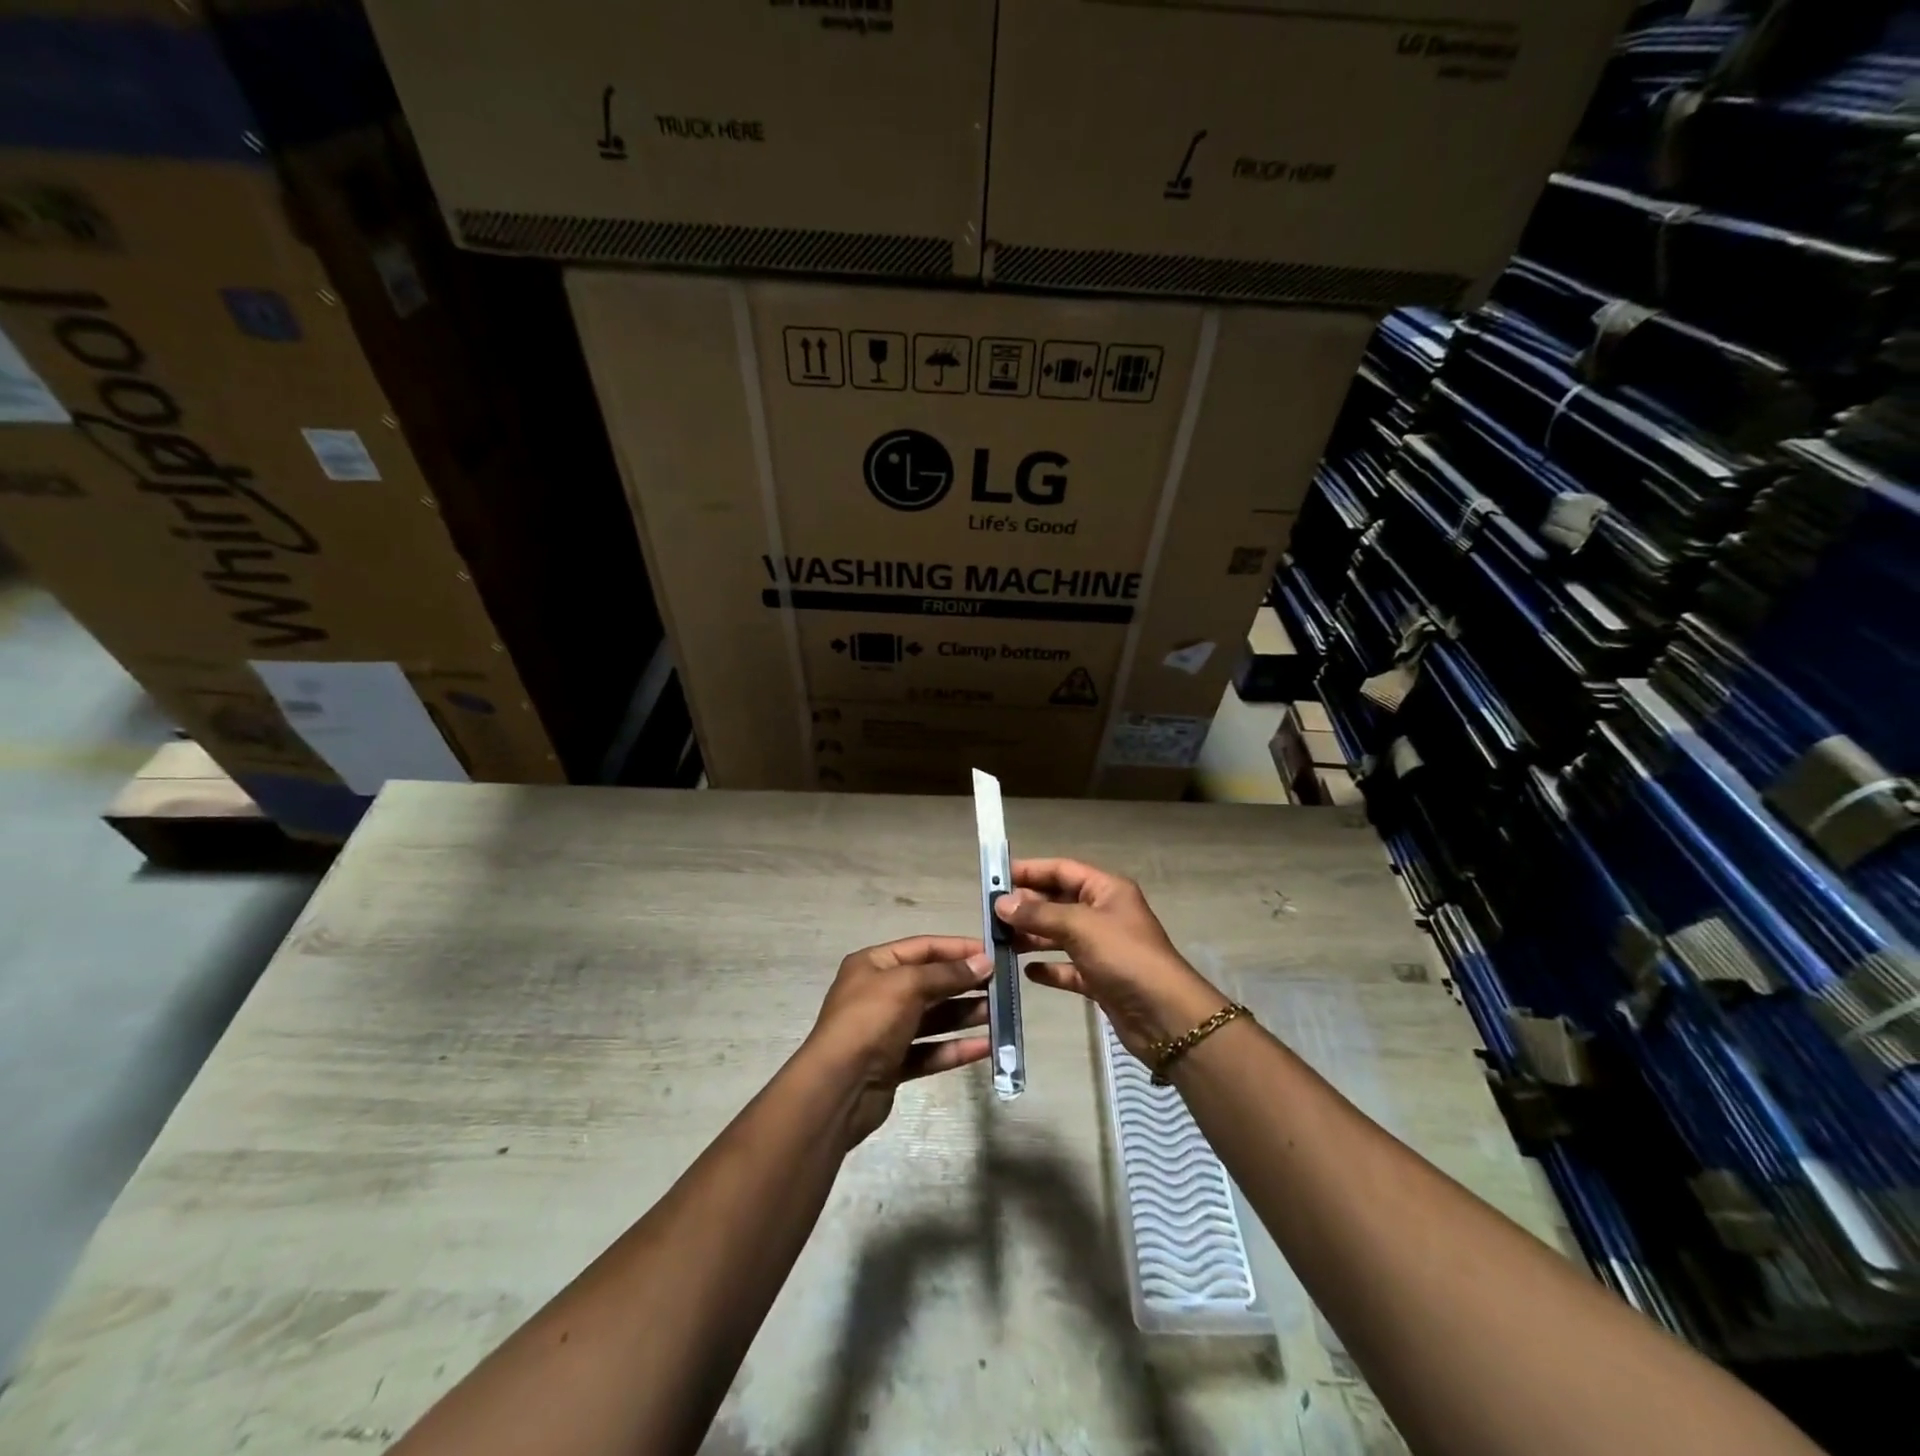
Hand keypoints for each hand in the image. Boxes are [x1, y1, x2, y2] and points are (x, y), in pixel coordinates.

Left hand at [803, 935, 993, 1147]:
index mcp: (874, 964)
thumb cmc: (870, 1021)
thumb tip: (983, 962)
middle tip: (1002, 986)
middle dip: (965, 984)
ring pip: (934, 1018)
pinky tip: (986, 1048)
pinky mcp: (894, 1063)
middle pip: (930, 983)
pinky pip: (931, 1050)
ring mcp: (886, 1030)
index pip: (923, 947)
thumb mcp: (908, 985)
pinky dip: (956, 1048)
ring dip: (965, 1015)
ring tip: (999, 1014)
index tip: (993, 953)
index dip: (958, 949)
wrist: (837, 1087)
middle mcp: (879, 993)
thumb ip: (947, 973)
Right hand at [994, 859, 1227, 1059]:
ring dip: (1033, 936)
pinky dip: (1049, 968)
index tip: (996, 878)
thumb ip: (1039, 913)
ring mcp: (1103, 948)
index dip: (1030, 871)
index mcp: (1107, 890)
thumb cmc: (1125, 958)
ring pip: (1060, 935)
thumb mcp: (1080, 927)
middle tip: (992, 915)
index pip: (1062, 870)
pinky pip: (1068, 968)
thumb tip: (1002, 902)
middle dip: (1027, 906)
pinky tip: (1027, 973)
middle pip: (1059, 902)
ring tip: (1002, 942)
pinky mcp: (1100, 978)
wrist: (1165, 1016)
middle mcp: (1104, 914)